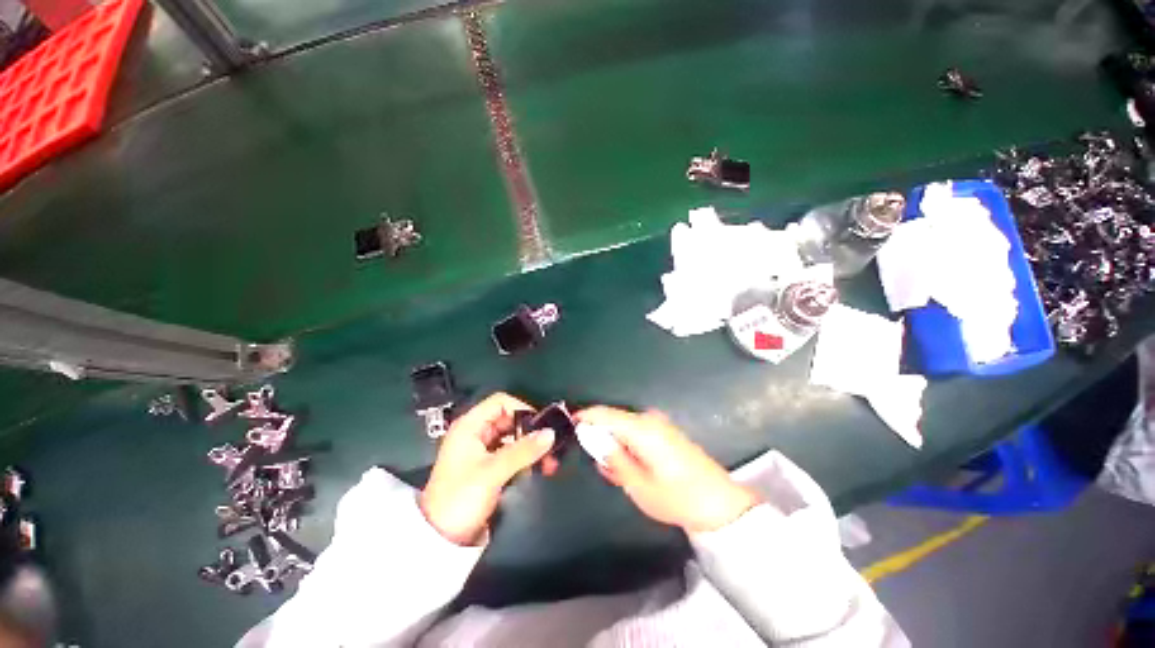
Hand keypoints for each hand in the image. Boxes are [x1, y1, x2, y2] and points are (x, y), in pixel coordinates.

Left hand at [420, 393, 555, 544]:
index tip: (541, 425)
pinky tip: (538, 469)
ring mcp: (481, 450)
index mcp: (470, 426)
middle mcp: (475, 433)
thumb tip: (550, 433)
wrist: (440, 540)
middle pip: (509, 419)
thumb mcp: (492, 472)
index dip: (521, 408)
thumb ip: (523, 451)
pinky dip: (525, 458)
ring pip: (513, 437)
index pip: (500, 402)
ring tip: (549, 462)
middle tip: (550, 446)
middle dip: (531, 431)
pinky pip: (511, 453)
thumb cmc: (460, 498)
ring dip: (530, 447)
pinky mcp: (487, 466)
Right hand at [575, 406, 760, 532]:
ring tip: (616, 471)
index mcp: (641, 428)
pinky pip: (637, 431)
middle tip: (596, 462)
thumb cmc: (677, 498)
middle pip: (613, 419)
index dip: (584, 417)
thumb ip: (613, 458)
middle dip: (599, 436)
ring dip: (614, 443)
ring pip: (624, 426)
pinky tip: (631, 466)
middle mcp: (649, 419)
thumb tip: (591, 437)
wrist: (719, 503)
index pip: (604, 413)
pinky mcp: (665, 430)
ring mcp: (659, 423)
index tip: (569, 426)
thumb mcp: (638, 486)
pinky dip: (627, 444)